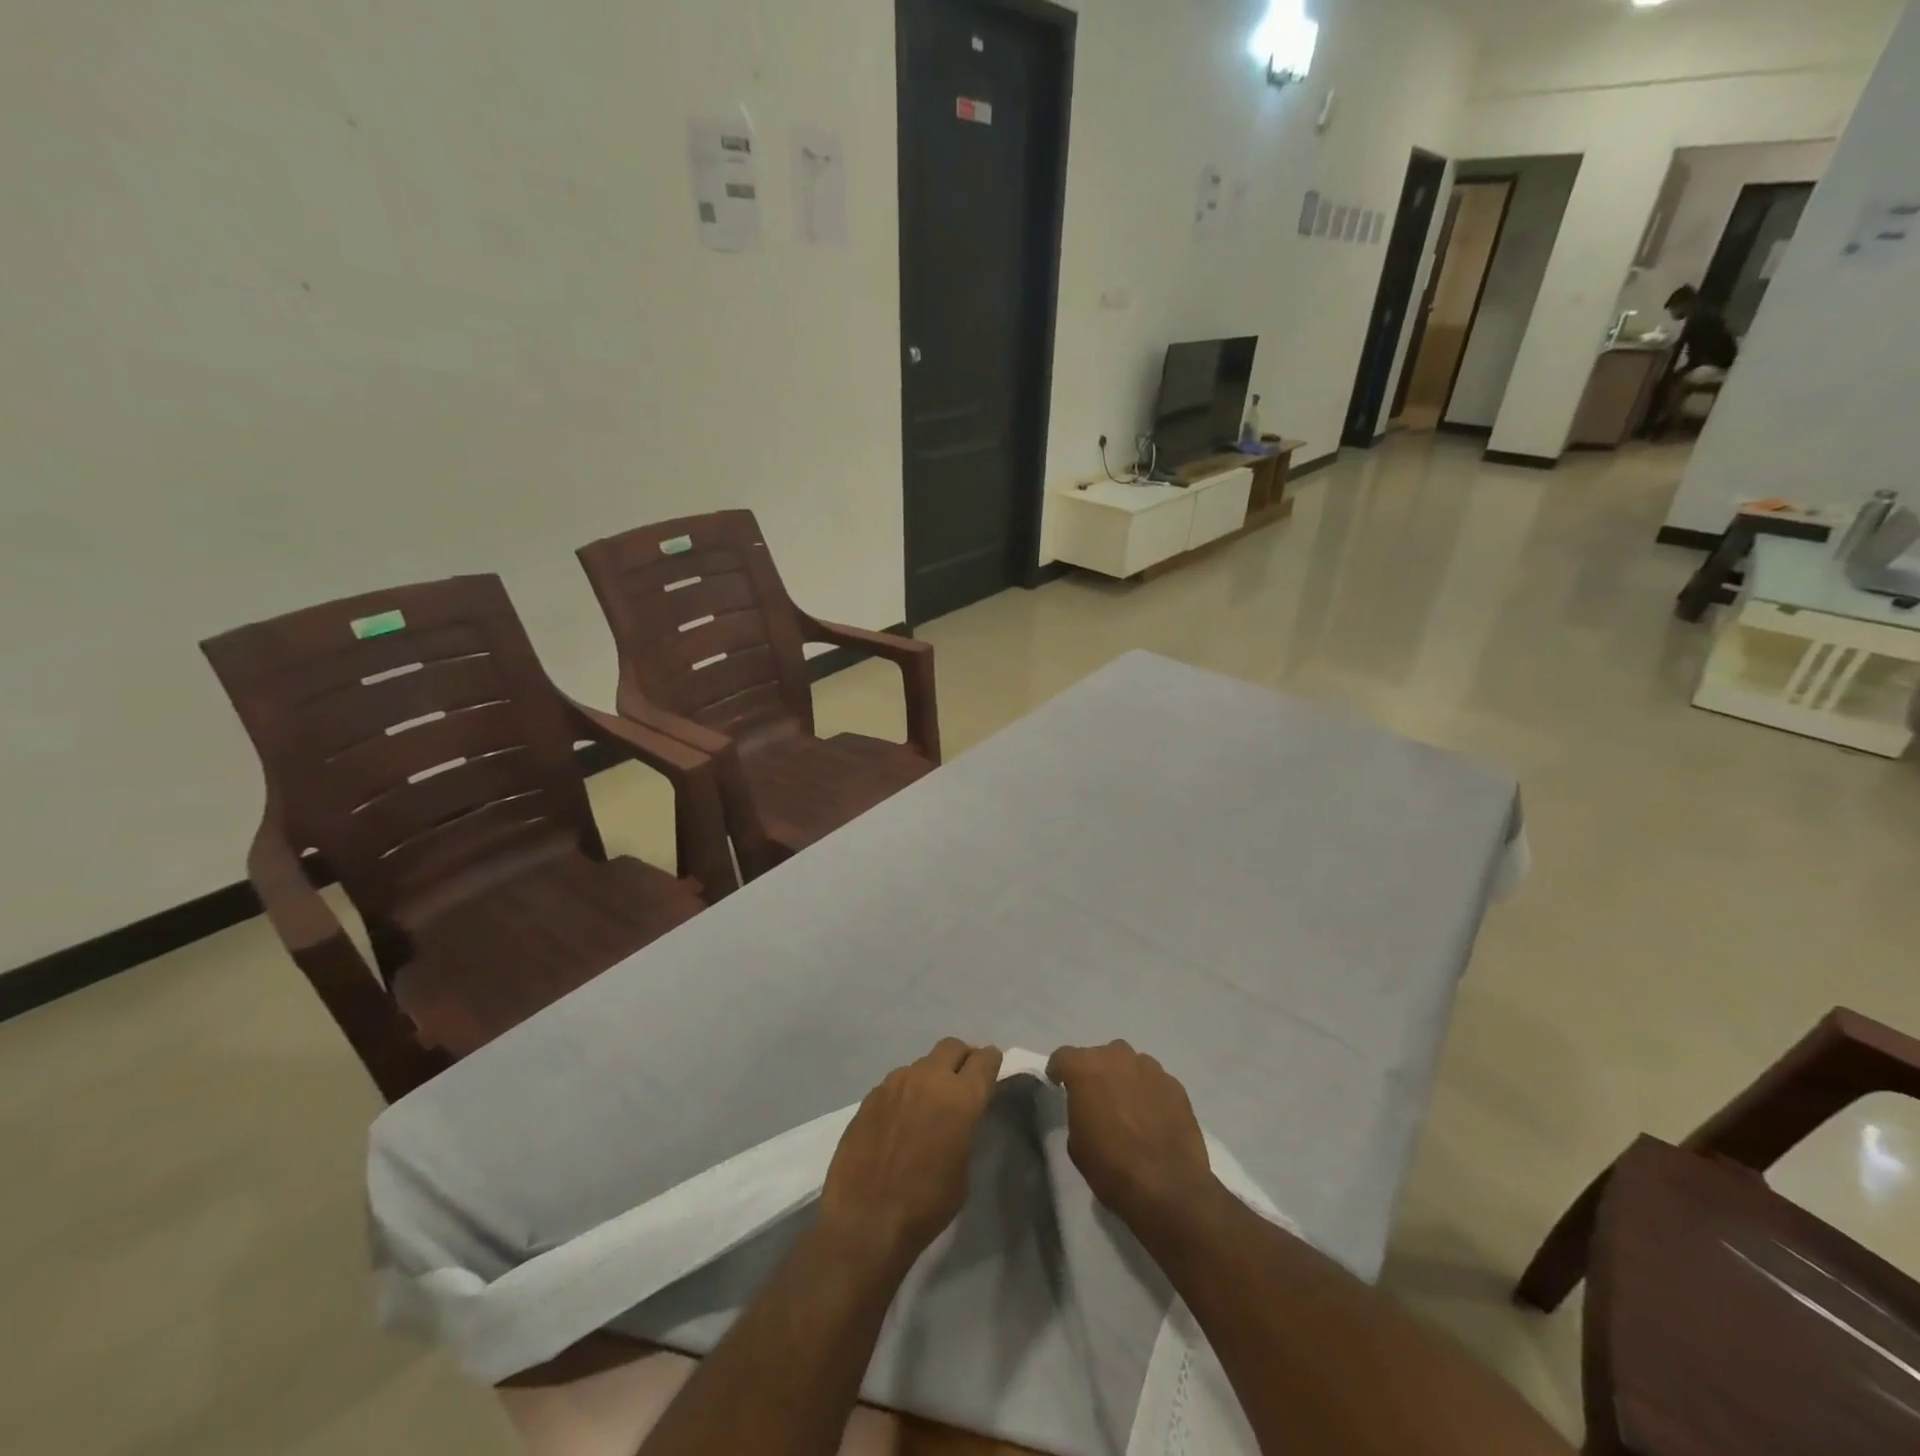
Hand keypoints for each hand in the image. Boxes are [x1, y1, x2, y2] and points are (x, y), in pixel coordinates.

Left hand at [818, 1038, 1003, 1272]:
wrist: (865, 1220)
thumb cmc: (926, 1205)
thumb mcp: (963, 1169)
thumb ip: (965, 1128)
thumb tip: (960, 1115)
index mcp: (961, 1097)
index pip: (984, 1059)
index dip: (991, 1062)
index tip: (991, 1071)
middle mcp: (929, 1078)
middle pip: (952, 1046)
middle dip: (962, 1058)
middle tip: (963, 1081)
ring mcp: (896, 1082)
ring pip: (922, 1064)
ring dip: (931, 1077)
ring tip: (927, 1107)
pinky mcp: (871, 1095)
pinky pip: (897, 1083)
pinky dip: (906, 1093)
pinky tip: (900, 1121)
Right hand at [1047, 1041, 1218, 1244]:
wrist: (1169, 1189)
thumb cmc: (1112, 1168)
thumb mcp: (1077, 1144)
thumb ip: (1078, 1111)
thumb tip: (1088, 1108)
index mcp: (1086, 1069)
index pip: (1063, 1056)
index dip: (1059, 1070)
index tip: (1059, 1085)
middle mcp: (1118, 1058)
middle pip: (1100, 1056)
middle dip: (1095, 1073)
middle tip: (1096, 1099)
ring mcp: (1151, 1069)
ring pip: (1130, 1065)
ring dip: (1124, 1080)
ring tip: (1128, 1108)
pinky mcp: (1175, 1086)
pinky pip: (1154, 1082)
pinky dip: (1149, 1094)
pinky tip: (1152, 1119)